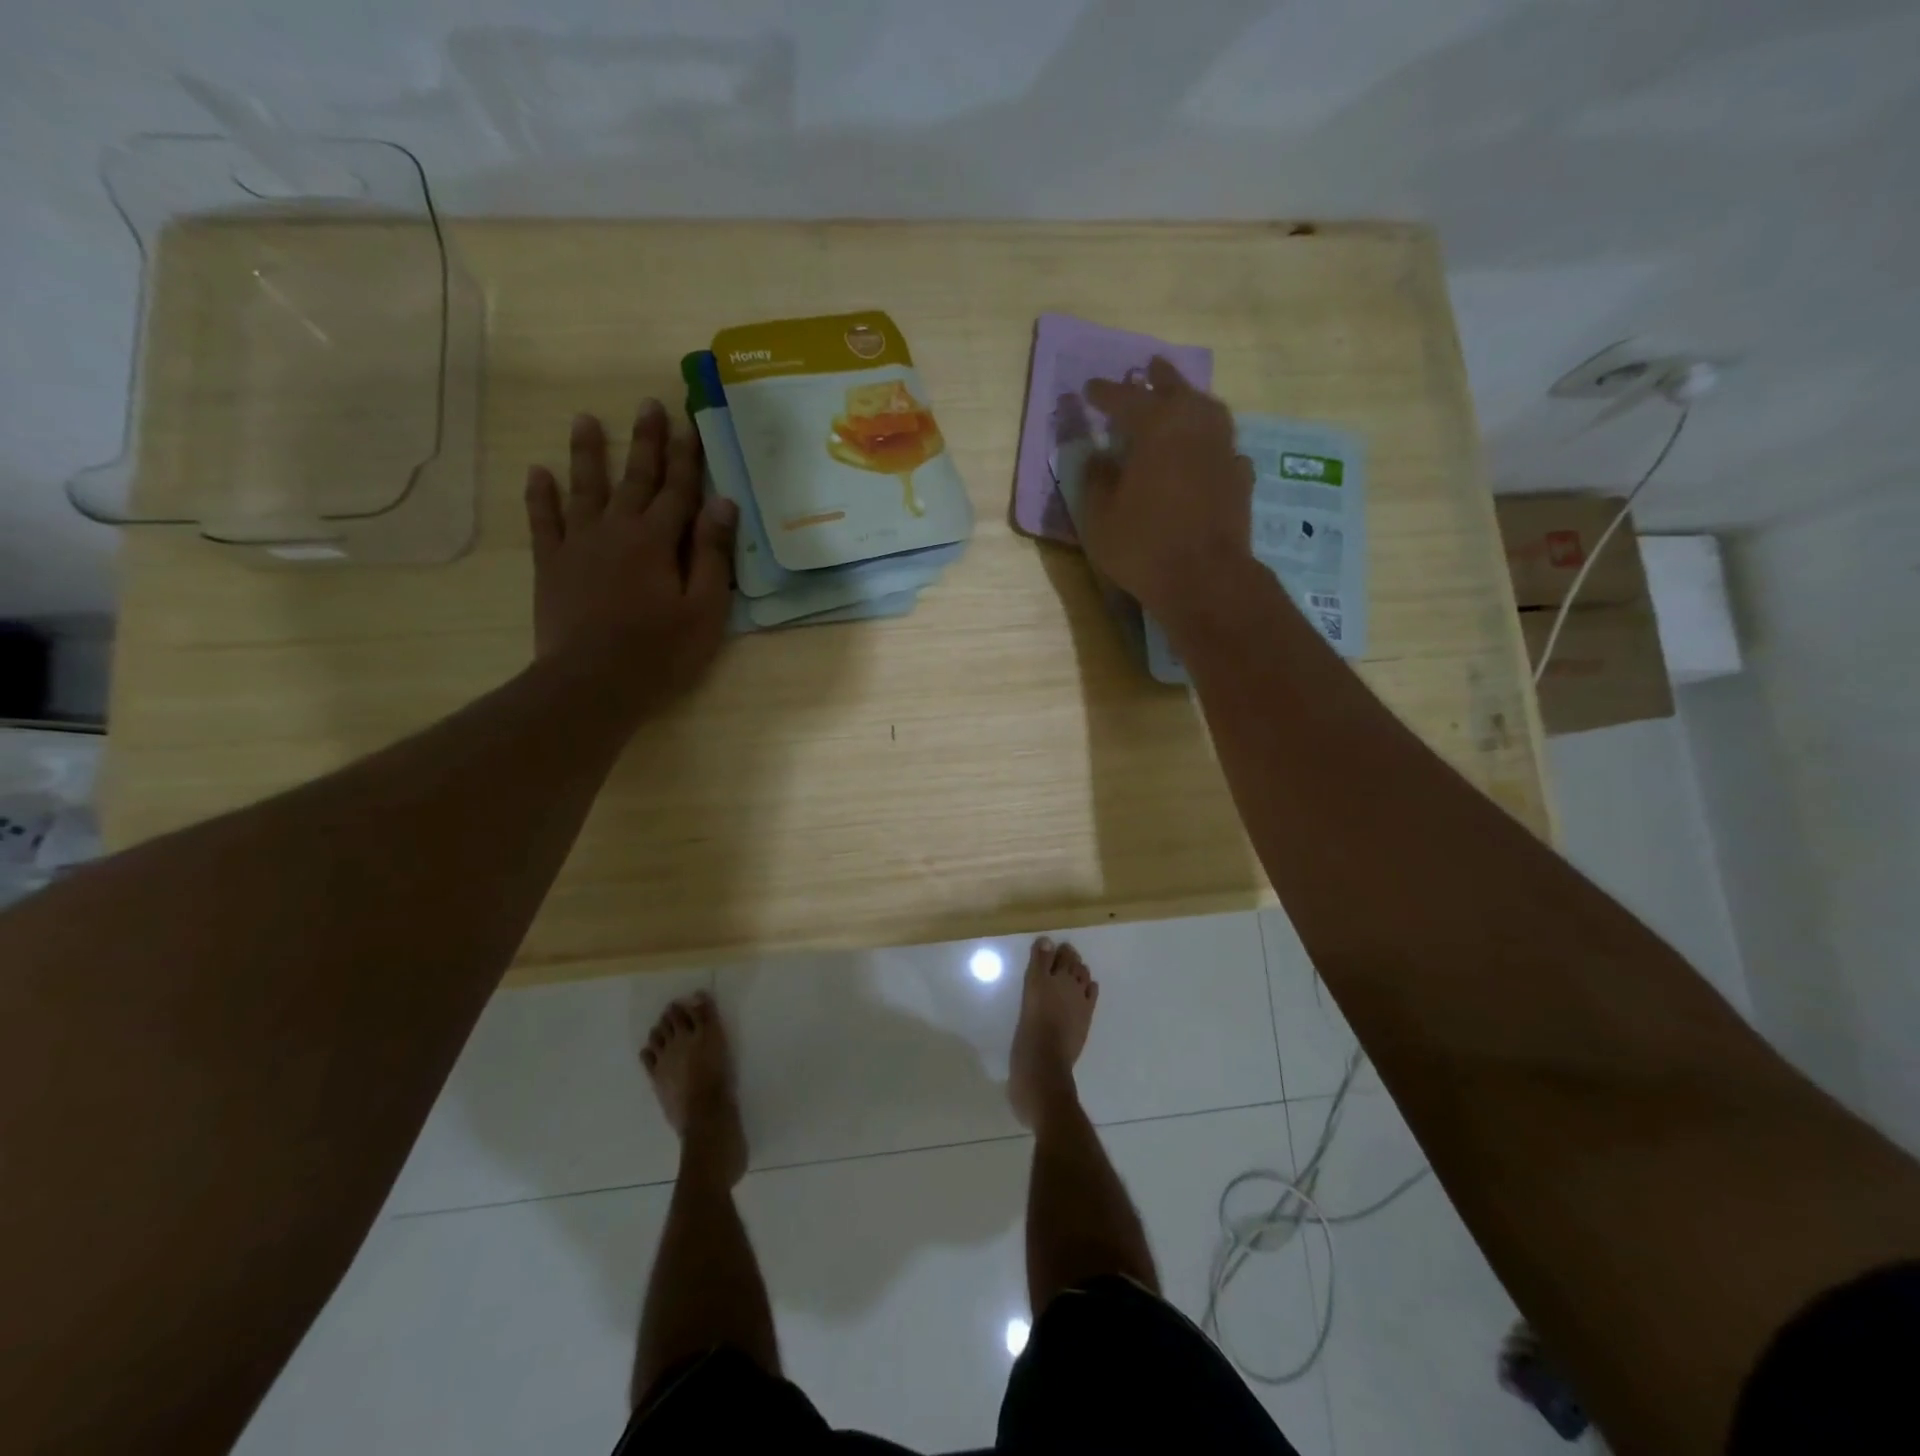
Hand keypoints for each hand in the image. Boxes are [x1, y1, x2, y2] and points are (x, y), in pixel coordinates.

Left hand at [525, 400, 736, 711]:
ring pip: (585, 488)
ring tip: (586, 420)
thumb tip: (723, 503)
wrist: (592, 682)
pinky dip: (541, 496)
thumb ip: (712, 554)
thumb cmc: (660, 652)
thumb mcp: (704, 609)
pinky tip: (538, 473)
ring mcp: (579, 544)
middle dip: (645, 442)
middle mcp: (617, 530)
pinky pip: (543, 521)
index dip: (687, 458)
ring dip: (588, 453)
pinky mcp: (551, 565)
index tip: (690, 423)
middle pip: (635, 479)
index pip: (678, 490)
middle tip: (647, 404)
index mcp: (657, 541)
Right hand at [1080, 358, 1255, 627]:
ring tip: (1182, 400)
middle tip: (1150, 367)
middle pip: (1176, 390)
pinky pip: (1224, 446)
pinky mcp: (1240, 477)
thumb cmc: (1143, 546)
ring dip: (1192, 401)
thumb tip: (1099, 457)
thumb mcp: (1100, 518)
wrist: (1205, 579)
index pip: (1126, 399)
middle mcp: (1194, 427)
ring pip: (1209, 411)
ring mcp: (1223, 450)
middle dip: (1159, 378)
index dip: (1105, 393)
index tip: (1090, 388)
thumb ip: (1097, 480)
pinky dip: (1211, 441)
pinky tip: (1207, 451)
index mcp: (1156, 428)